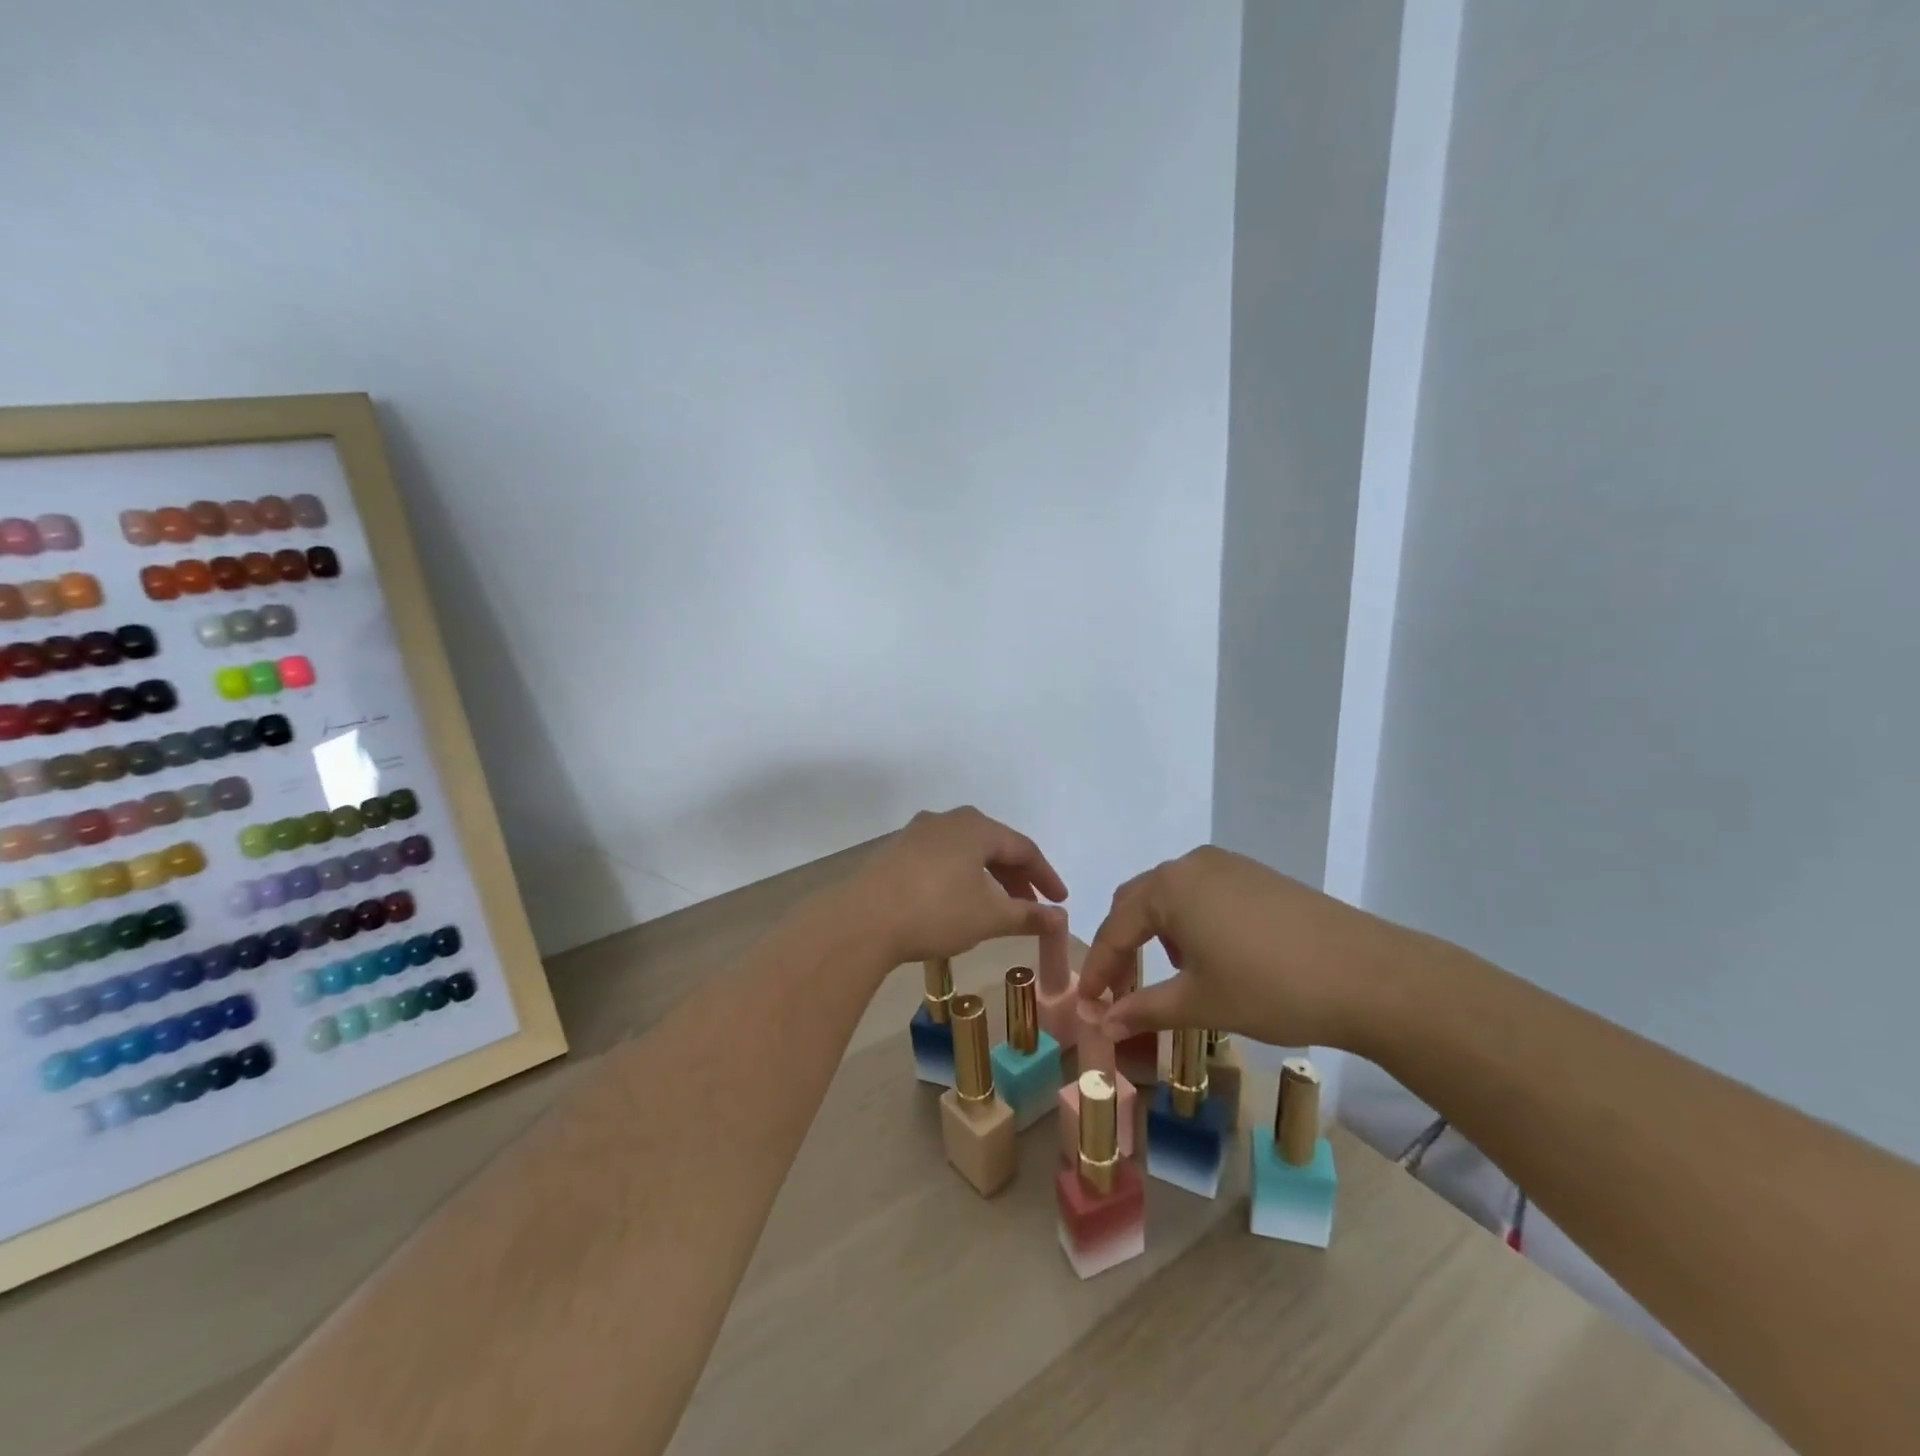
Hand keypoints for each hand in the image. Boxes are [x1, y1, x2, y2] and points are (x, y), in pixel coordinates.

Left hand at [843, 807, 1067, 966]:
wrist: (863, 920)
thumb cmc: (936, 911)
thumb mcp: (990, 917)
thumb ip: (1028, 915)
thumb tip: (1059, 919)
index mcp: (976, 827)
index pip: (1024, 848)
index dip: (1046, 876)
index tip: (1060, 901)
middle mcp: (948, 819)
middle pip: (994, 845)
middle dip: (1016, 877)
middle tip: (1031, 907)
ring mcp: (917, 833)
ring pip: (965, 852)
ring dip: (988, 878)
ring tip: (997, 907)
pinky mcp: (896, 851)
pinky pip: (941, 859)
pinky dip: (960, 878)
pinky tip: (959, 902)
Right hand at [1075, 846, 1410, 1051]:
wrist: (1370, 976)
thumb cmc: (1270, 988)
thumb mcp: (1200, 1003)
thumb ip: (1143, 1009)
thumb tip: (1101, 1026)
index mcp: (1169, 887)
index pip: (1116, 928)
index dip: (1098, 969)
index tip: (1087, 1005)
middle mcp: (1191, 864)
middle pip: (1138, 902)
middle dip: (1123, 945)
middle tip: (1118, 990)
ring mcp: (1229, 866)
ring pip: (1172, 895)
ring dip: (1157, 932)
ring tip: (1170, 976)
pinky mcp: (1258, 876)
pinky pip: (1204, 894)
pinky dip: (1191, 922)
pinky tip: (1212, 956)